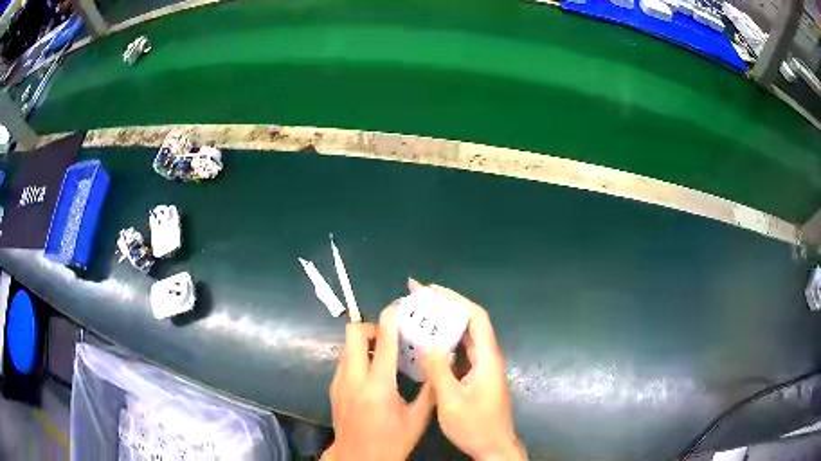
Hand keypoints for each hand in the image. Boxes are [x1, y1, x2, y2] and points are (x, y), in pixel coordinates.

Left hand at [323, 305, 434, 460]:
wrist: (358, 458)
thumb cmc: (391, 441)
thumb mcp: (418, 419)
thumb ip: (430, 389)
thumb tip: (440, 362)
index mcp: (378, 385)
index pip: (383, 341)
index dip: (390, 317)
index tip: (398, 307)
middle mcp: (353, 378)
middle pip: (353, 333)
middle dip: (371, 327)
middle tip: (390, 338)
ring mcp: (339, 382)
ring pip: (346, 346)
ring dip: (363, 342)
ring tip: (383, 355)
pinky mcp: (333, 388)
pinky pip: (343, 361)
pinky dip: (356, 357)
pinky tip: (372, 374)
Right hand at [417, 283, 526, 460]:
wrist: (493, 446)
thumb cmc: (475, 426)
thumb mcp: (451, 401)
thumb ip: (439, 371)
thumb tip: (426, 343)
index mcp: (486, 357)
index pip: (475, 316)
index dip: (454, 299)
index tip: (429, 290)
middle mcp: (487, 356)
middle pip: (470, 321)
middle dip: (444, 305)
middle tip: (416, 296)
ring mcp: (483, 366)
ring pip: (464, 334)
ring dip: (443, 321)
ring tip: (418, 313)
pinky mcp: (477, 375)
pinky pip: (461, 349)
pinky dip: (444, 339)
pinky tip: (427, 342)